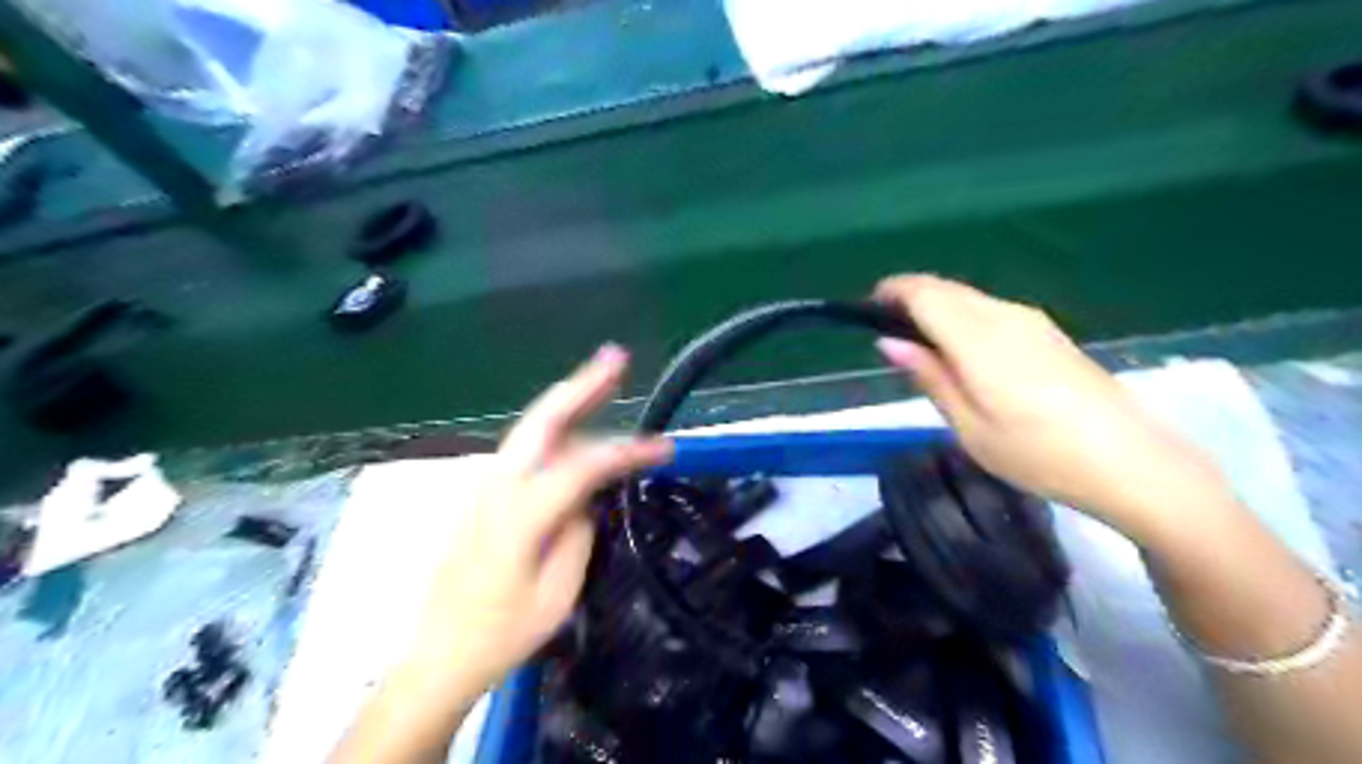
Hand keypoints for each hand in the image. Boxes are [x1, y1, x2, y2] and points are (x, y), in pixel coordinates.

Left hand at [408, 347, 675, 696]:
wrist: (437, 655)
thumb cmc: (502, 634)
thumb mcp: (556, 596)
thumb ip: (578, 535)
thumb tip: (589, 498)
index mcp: (520, 515)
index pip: (583, 466)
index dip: (627, 451)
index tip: (665, 446)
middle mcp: (497, 487)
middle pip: (542, 421)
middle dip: (581, 385)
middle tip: (616, 357)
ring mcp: (483, 486)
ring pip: (530, 428)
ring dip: (567, 400)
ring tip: (602, 378)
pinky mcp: (480, 494)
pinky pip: (523, 448)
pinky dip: (553, 426)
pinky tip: (574, 425)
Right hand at [873, 275, 1235, 537]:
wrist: (1133, 464)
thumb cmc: (1040, 455)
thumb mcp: (970, 427)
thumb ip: (930, 377)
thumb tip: (888, 342)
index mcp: (979, 339)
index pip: (924, 293)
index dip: (891, 293)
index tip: (867, 311)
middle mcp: (1005, 316)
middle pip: (945, 289)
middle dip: (910, 299)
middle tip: (889, 335)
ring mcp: (1032, 321)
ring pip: (969, 298)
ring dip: (937, 310)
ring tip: (922, 351)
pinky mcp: (1049, 333)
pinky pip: (990, 311)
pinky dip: (963, 320)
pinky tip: (964, 356)